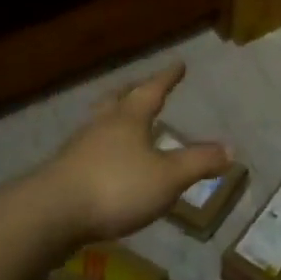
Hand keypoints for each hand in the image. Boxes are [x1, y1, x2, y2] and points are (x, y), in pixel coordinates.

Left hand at [35, 63, 231, 242]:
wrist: (50, 215)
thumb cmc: (116, 187)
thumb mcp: (168, 177)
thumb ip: (198, 162)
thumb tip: (230, 149)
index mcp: (128, 119)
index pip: (151, 91)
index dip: (167, 78)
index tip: (178, 64)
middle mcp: (102, 127)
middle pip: (117, 100)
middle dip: (133, 91)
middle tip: (142, 85)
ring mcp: (78, 150)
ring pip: (99, 124)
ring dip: (113, 119)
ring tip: (123, 122)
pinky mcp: (63, 175)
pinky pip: (88, 152)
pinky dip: (102, 148)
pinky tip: (105, 162)